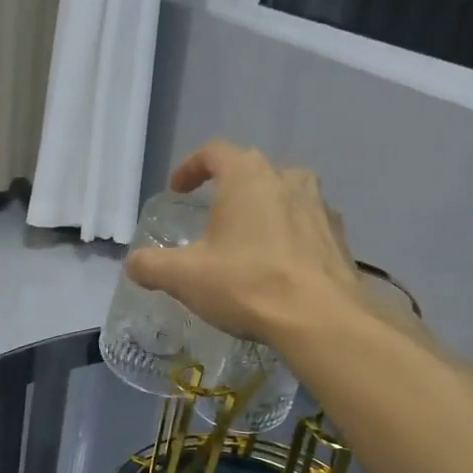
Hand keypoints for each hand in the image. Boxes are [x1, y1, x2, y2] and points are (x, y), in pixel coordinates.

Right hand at [125, 140, 361, 346]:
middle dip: (228, 190)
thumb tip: (134, 264)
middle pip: (252, 172)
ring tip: (246, 242)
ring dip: (262, 211)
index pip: (215, 153)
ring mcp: (320, 206)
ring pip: (284, 196)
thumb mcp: (184, 277)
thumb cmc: (247, 284)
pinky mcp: (339, 237)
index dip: (190, 168)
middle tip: (211, 218)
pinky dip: (287, 237)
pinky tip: (277, 267)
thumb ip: (151, 265)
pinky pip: (305, 226)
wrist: (321, 319)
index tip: (178, 190)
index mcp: (248, 176)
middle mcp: (288, 179)